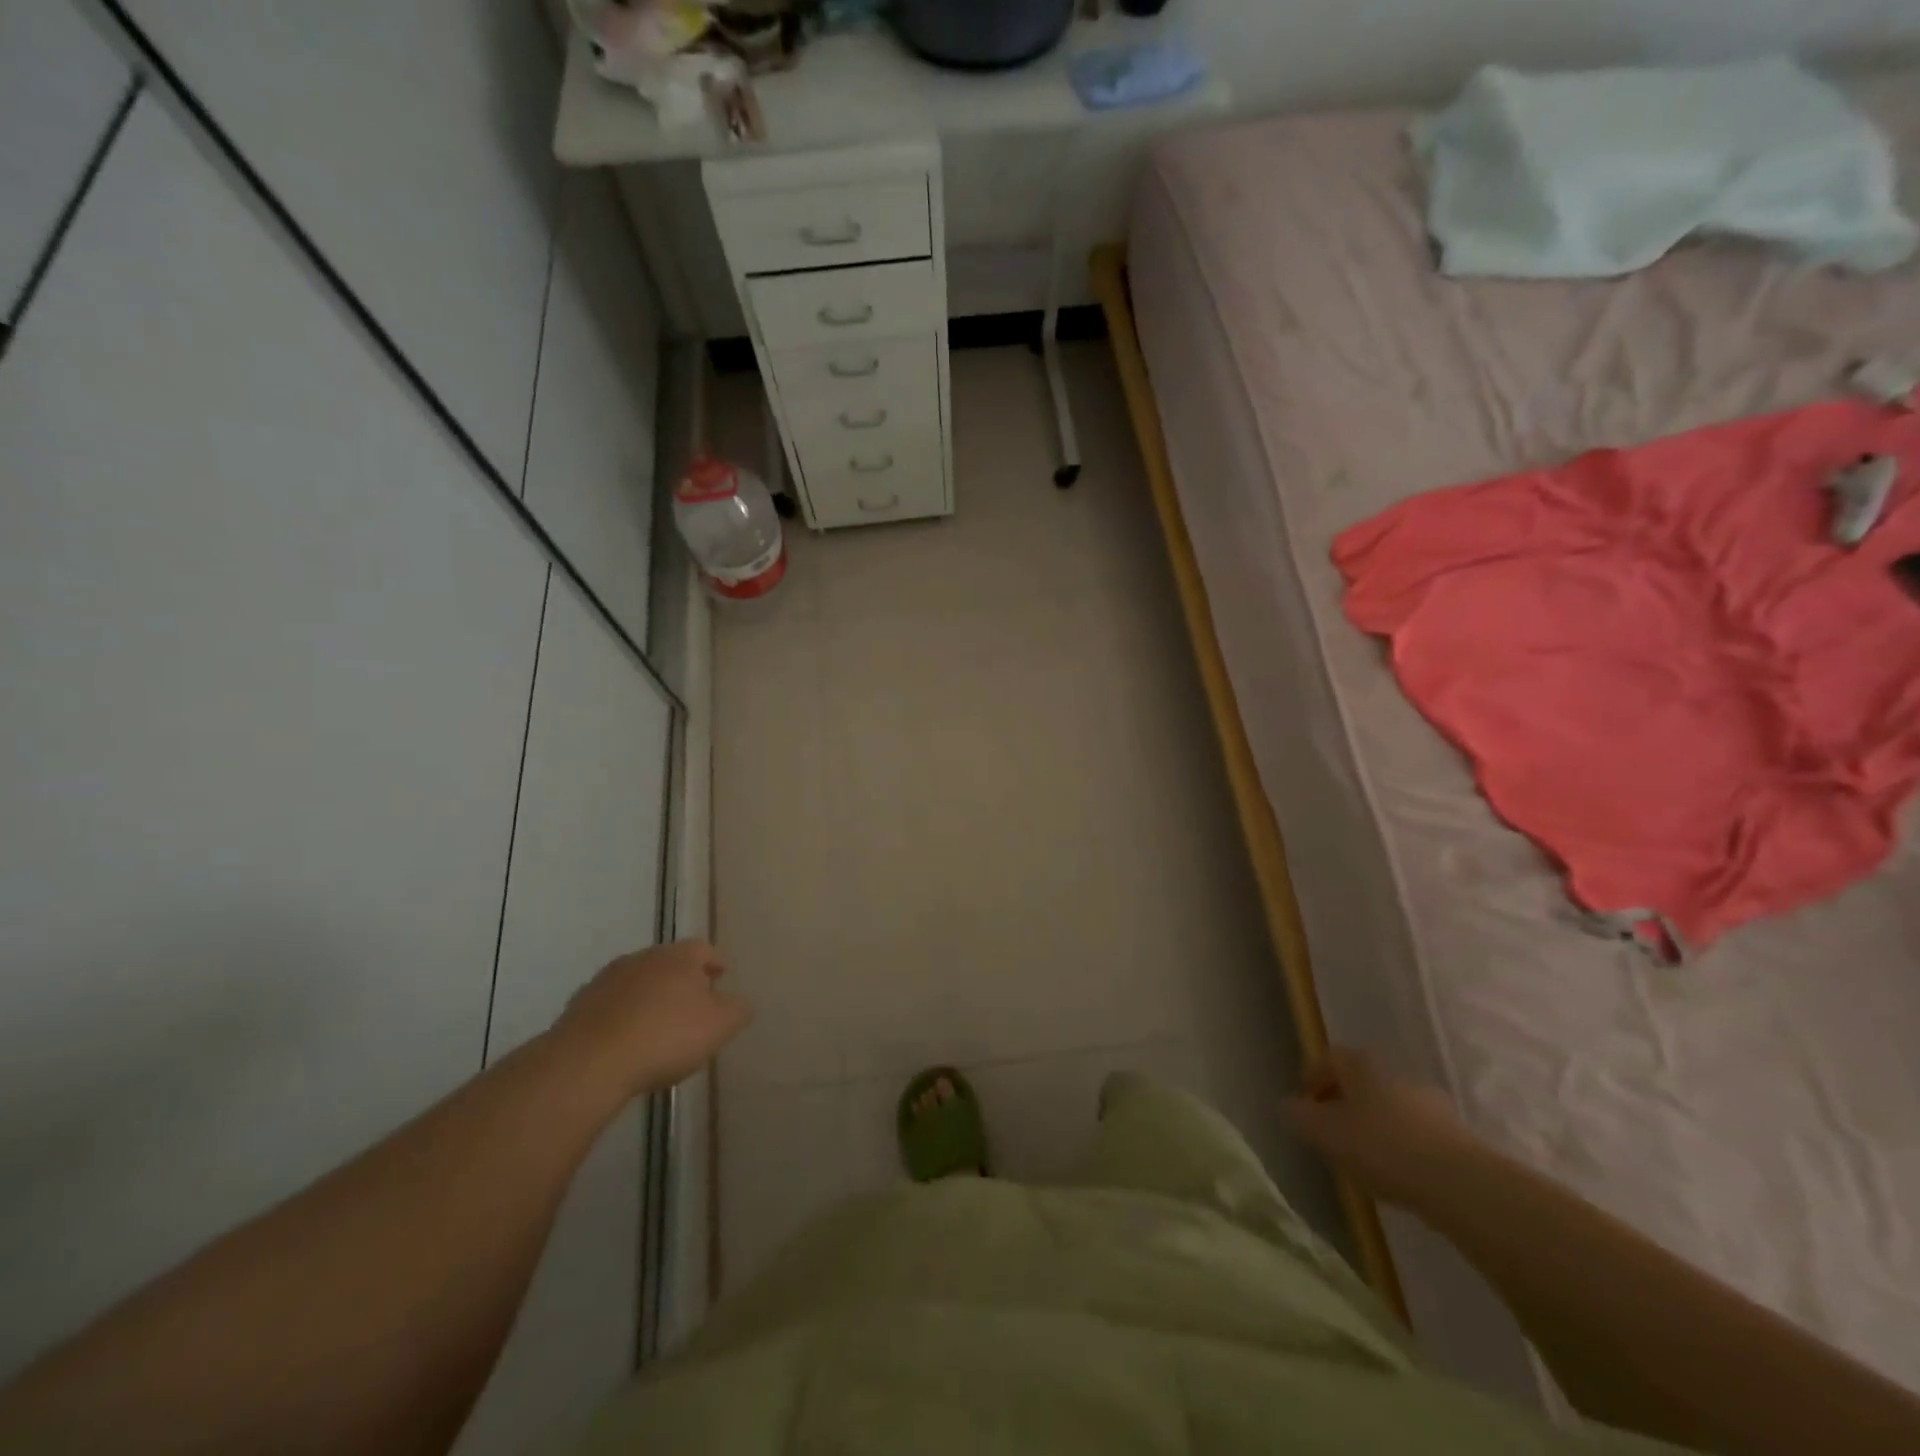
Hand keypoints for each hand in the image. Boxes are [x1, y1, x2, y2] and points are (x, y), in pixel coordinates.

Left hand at [554, 940, 750, 1097]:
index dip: (714, 962)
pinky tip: (626, 1041)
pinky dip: (622, 1016)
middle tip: (692, 1005)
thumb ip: (738, 1010)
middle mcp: (643, 958)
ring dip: (649, 997)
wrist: (589, 1062)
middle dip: (681, 980)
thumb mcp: (719, 1026)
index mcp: (679, 957)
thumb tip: (741, 1002)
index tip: (721, 978)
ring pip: (637, 982)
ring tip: (657, 1026)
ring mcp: (607, 980)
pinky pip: (611, 1005)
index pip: (703, 949)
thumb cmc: (665, 1037)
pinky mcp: (579, 1006)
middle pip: (669, 962)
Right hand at [1281, 1046, 1478, 1207]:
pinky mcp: (1455, 1135)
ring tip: (1362, 1157)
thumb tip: (1288, 1106)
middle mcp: (1394, 1073)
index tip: (1304, 1104)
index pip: (1329, 1059)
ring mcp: (1429, 1103)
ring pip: (1389, 1107)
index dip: (1313, 1078)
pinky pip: (1414, 1132)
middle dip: (1343, 1102)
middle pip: (1361, 1081)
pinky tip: (1396, 1173)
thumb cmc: (1381, 1147)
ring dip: (1373, 1124)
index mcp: (1361, 1065)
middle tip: (1330, 1130)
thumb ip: (1300, 1117)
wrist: (1461, 1184)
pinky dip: (1400, 1144)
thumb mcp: (1325, 1133)